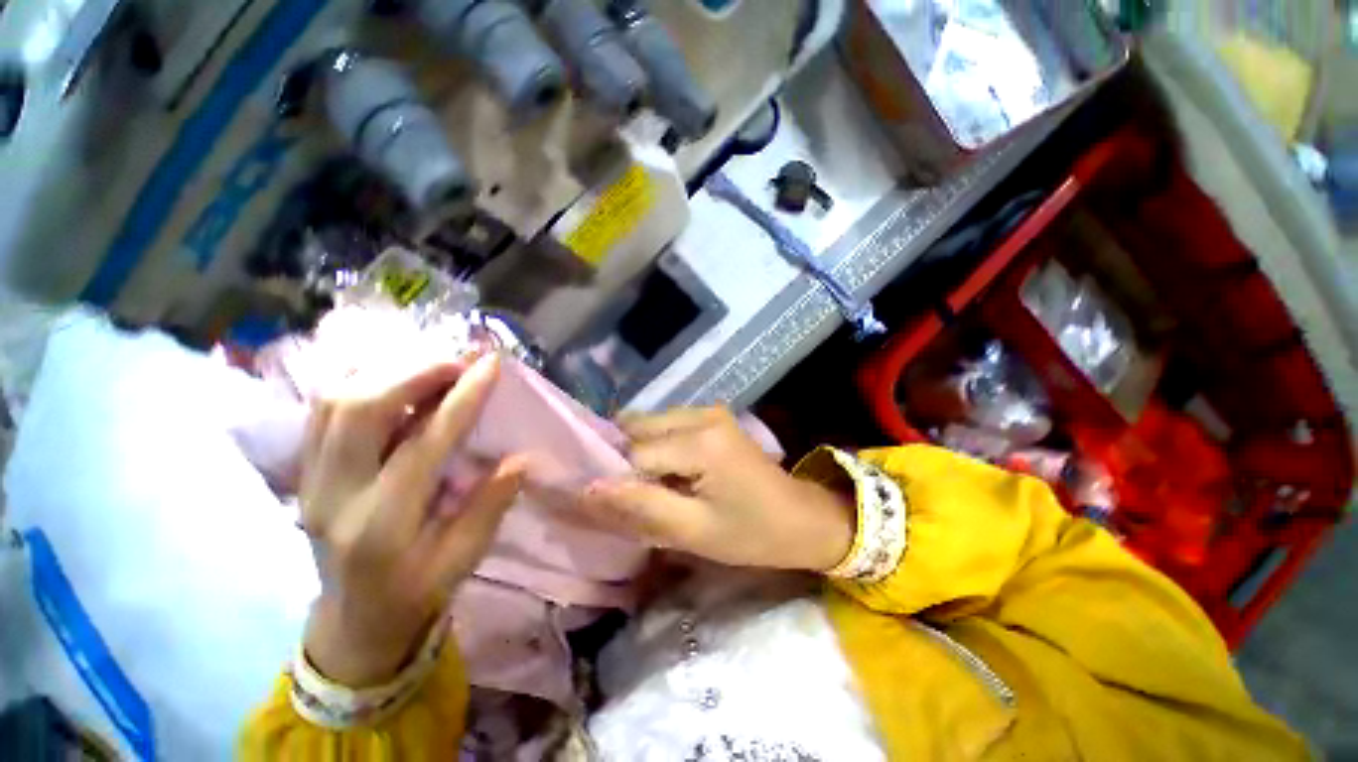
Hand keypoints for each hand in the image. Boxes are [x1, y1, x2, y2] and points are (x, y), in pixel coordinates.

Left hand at [299, 355, 524, 686]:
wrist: (354, 616)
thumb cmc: (416, 591)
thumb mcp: (464, 561)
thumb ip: (490, 507)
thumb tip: (521, 459)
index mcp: (382, 526)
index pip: (423, 445)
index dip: (462, 399)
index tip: (490, 365)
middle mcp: (334, 496)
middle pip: (359, 410)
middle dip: (414, 372)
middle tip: (459, 361)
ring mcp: (310, 479)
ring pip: (334, 401)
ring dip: (387, 371)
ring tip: (434, 367)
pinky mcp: (304, 469)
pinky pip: (323, 407)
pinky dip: (361, 380)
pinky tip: (396, 377)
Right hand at [581, 407, 854, 572]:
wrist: (800, 517)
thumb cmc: (751, 533)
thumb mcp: (693, 532)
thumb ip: (640, 507)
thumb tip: (585, 490)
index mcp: (700, 442)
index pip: (632, 453)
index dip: (614, 479)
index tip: (608, 506)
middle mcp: (700, 413)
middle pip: (635, 428)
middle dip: (623, 461)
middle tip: (631, 496)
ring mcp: (707, 410)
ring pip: (647, 423)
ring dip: (638, 452)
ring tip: (650, 486)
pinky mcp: (711, 415)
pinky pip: (665, 423)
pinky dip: (655, 445)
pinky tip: (667, 471)